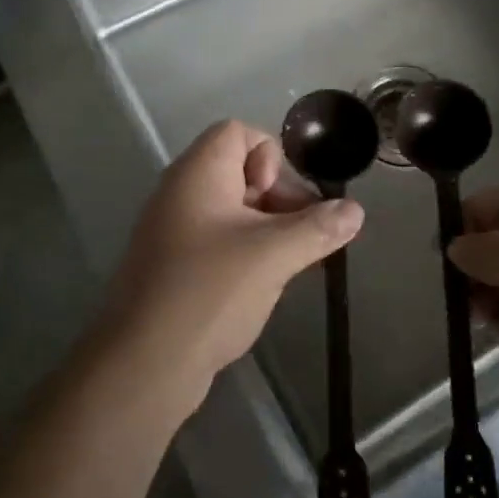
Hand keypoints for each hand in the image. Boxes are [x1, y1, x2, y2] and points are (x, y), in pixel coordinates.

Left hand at [103, 120, 363, 415]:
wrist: (143, 365)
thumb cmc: (209, 292)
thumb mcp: (274, 256)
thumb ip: (318, 228)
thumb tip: (355, 210)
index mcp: (198, 173)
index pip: (237, 132)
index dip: (270, 157)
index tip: (281, 199)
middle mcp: (181, 192)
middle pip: (239, 170)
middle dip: (279, 197)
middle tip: (303, 237)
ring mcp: (173, 230)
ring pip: (232, 210)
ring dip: (268, 229)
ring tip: (291, 264)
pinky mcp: (174, 265)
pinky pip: (218, 240)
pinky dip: (246, 252)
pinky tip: (263, 285)